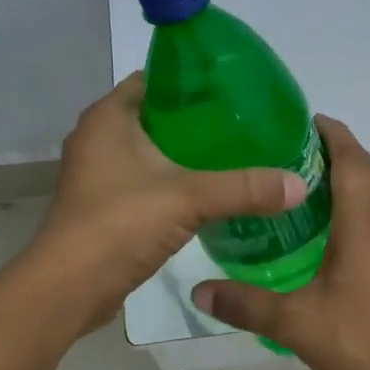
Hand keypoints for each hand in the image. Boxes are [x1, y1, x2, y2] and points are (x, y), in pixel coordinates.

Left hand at [25, 74, 307, 334]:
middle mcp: (98, 138)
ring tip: (235, 154)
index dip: (193, 80)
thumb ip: (245, 188)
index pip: (155, 80)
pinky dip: (174, 181)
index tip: (235, 89)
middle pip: (157, 115)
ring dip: (186, 153)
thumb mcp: (189, 198)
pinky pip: (147, 180)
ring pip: (152, 150)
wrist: (69, 289)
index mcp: (108, 118)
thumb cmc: (119, 224)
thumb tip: (300, 184)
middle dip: (198, 119)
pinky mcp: (105, 205)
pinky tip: (209, 191)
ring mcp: (99, 174)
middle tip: (245, 124)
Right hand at [191, 116, 369, 369]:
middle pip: (365, 172)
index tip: (301, 121)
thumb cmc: (360, 343)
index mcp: (366, 223)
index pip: (352, 159)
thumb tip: (198, 290)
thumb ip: (245, 304)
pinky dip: (357, 211)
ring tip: (302, 188)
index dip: (331, 134)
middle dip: (334, 154)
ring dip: (347, 183)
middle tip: (289, 153)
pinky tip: (329, 235)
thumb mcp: (295, 323)